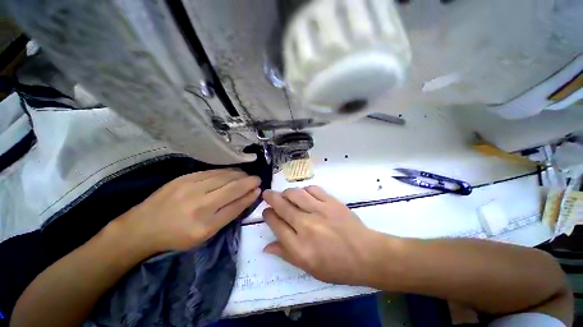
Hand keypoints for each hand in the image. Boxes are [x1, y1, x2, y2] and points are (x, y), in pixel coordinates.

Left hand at [114, 168, 260, 255]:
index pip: (236, 205)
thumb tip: (247, 197)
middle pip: (233, 188)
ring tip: (247, 175)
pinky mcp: (185, 177)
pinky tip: (233, 172)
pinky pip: (213, 172)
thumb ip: (228, 215)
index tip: (259, 189)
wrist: (143, 226)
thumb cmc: (177, 236)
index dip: (250, 195)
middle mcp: (200, 204)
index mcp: (205, 225)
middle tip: (257, 179)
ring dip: (240, 174)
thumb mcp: (205, 234)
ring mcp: (191, 187)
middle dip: (249, 181)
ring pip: (224, 176)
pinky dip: (227, 171)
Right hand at [262, 186, 387, 285]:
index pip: (275, 224)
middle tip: (267, 194)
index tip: (266, 211)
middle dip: (271, 197)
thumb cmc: (337, 266)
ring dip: (286, 192)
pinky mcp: (331, 202)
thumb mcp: (308, 268)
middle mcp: (306, 226)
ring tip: (285, 194)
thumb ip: (286, 254)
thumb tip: (266, 246)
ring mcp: (320, 211)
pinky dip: (304, 190)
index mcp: (299, 247)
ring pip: (295, 194)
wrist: (366, 255)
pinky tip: (304, 194)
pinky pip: (312, 189)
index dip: (268, 215)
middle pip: (282, 206)